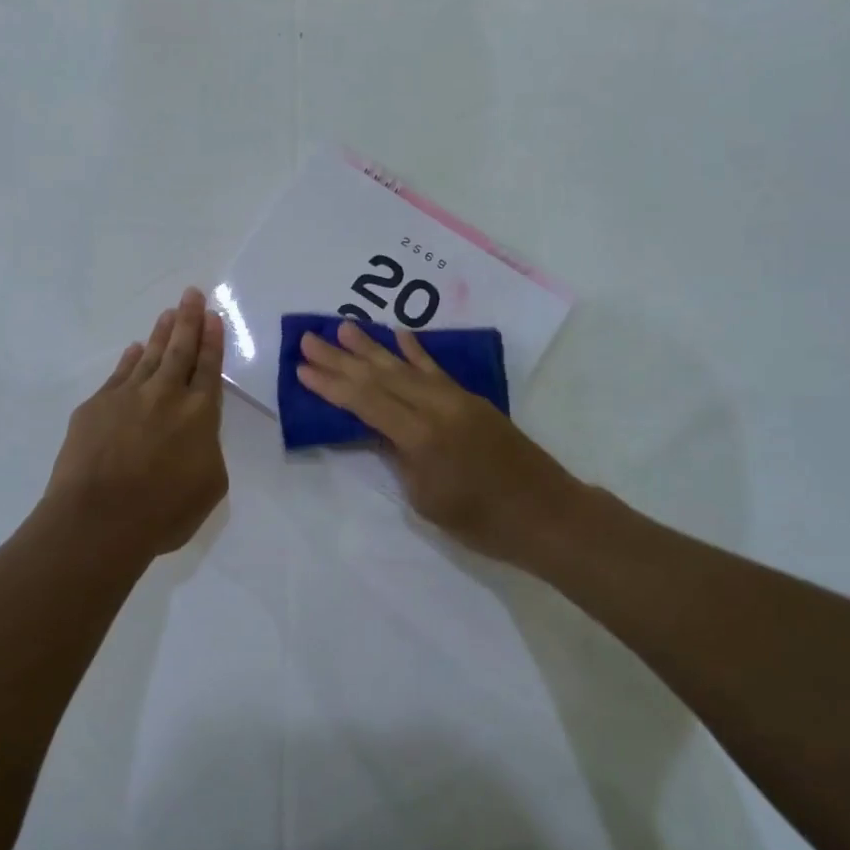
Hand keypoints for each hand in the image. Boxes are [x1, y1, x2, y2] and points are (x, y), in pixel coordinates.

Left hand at [41, 288, 228, 558]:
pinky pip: (118, 374)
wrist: (97, 521)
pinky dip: (129, 359)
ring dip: (160, 333)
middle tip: (191, 293)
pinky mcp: (96, 407)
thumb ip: (208, 450)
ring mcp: (127, 397)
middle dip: (188, 319)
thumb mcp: (210, 485)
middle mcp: (166, 395)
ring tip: (168, 313)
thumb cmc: (163, 512)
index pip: (209, 368)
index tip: (212, 316)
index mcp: (200, 414)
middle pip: (180, 349)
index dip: (212, 340)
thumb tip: (195, 434)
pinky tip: (133, 349)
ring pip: (148, 355)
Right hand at [296, 322, 584, 566]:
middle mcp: (436, 407)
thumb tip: (379, 430)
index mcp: (421, 436)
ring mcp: (456, 399)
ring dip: (371, 347)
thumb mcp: (426, 500)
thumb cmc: (482, 523)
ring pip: (405, 367)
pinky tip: (399, 335)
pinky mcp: (471, 399)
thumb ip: (399, 458)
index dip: (331, 385)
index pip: (365, 402)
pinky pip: (435, 370)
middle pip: (380, 377)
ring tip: (343, 327)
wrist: (547, 514)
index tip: (302, 368)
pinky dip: (415, 352)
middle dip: (341, 358)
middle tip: (309, 339)